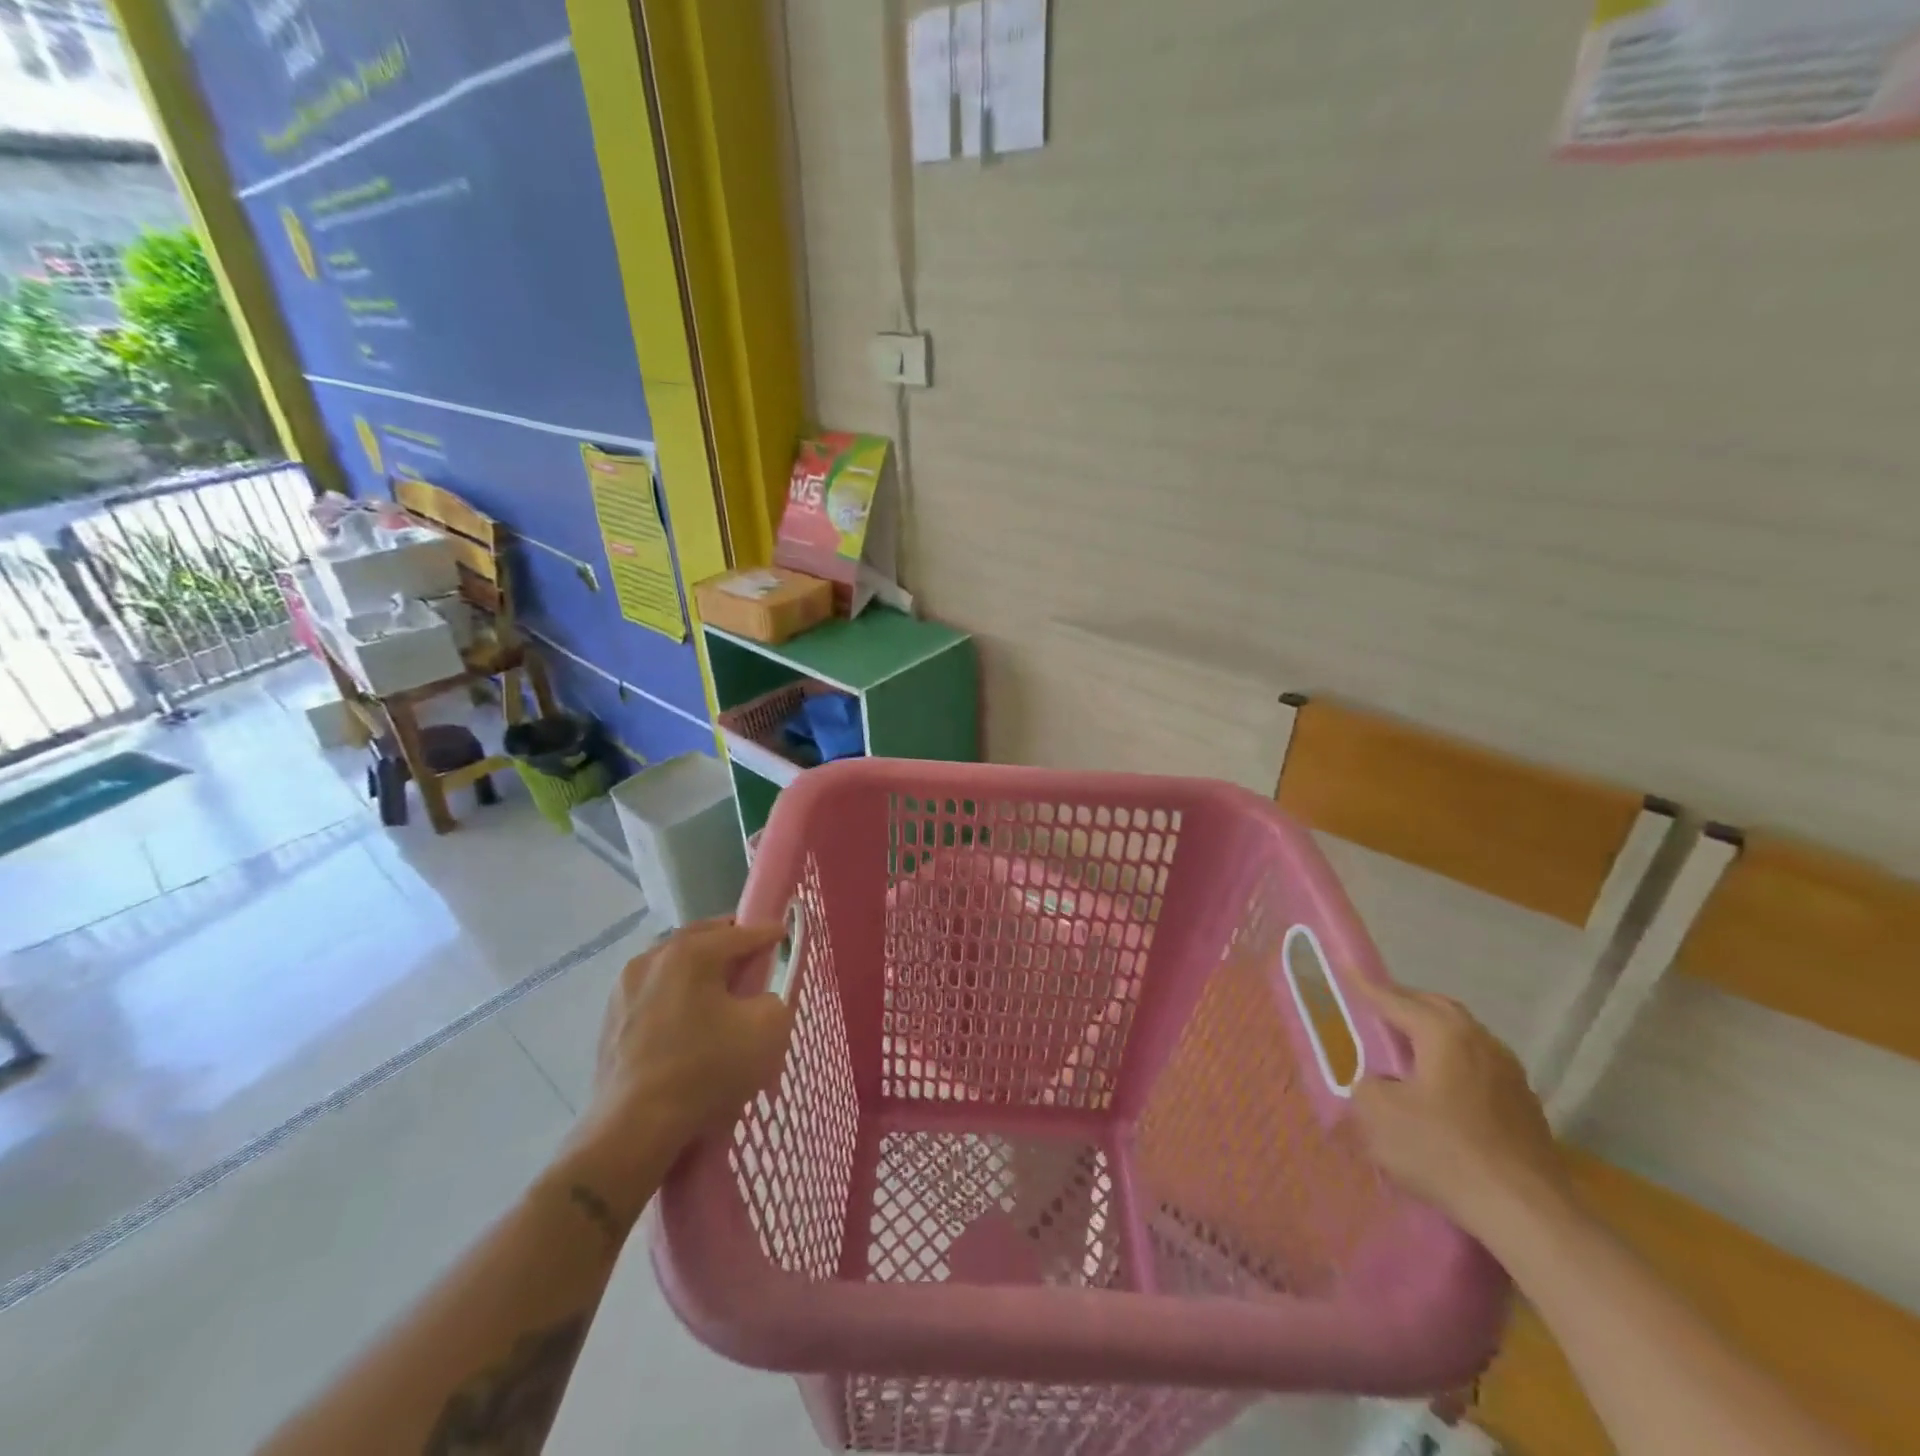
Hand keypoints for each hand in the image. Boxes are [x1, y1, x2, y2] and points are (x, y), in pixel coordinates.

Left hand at [551, 919, 794, 1226]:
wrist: (634, 1129)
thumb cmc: (707, 1070)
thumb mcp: (768, 1030)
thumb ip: (775, 999)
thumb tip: (758, 1001)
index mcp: (691, 952)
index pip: (741, 933)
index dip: (767, 934)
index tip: (783, 934)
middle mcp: (653, 957)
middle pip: (701, 940)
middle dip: (729, 944)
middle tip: (752, 958)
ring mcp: (625, 989)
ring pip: (673, 965)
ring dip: (698, 970)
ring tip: (718, 990)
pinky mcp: (610, 1021)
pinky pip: (653, 994)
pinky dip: (675, 996)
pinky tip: (687, 1021)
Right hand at [1350, 977, 1571, 1238]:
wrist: (1528, 1214)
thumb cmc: (1444, 1152)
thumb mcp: (1378, 1116)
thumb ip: (1366, 1086)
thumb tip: (1378, 1083)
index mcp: (1443, 1033)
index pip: (1394, 999)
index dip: (1365, 986)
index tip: (1346, 969)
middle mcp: (1480, 1041)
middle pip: (1436, 1008)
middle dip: (1404, 1003)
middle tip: (1376, 1008)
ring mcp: (1510, 1074)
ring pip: (1462, 1036)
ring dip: (1432, 1035)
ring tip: (1406, 1049)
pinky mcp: (1525, 1106)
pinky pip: (1478, 1066)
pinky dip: (1453, 1063)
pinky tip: (1440, 1089)